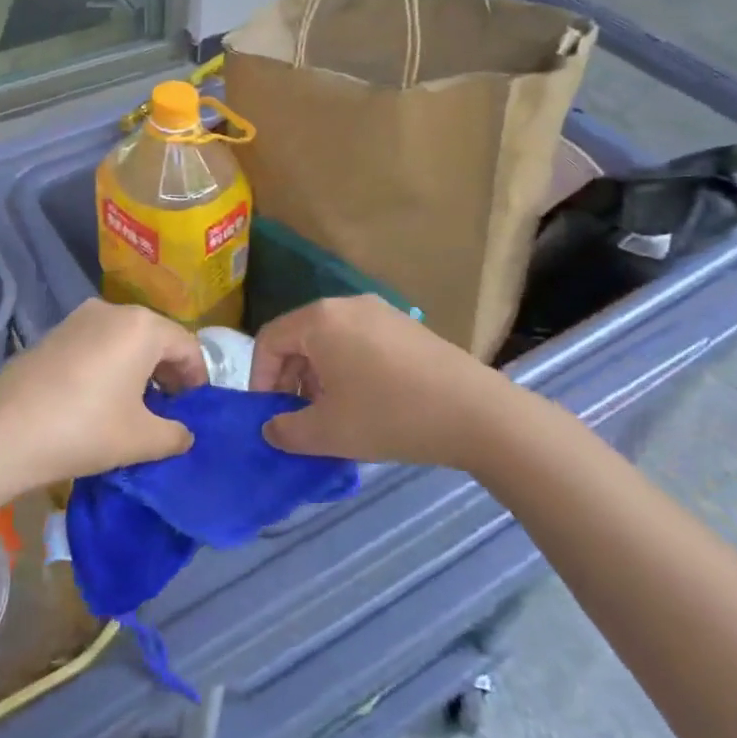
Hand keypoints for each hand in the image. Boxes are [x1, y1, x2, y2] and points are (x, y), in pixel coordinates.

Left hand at [0, 300, 206, 489]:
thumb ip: (175, 434)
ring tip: (137, 405)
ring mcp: (79, 319)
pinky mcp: (54, 333)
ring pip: (125, 339)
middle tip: (171, 409)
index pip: (187, 346)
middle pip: (156, 337)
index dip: (198, 379)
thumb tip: (185, 434)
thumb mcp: (141, 439)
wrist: (3, 431)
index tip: (196, 409)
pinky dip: (111, 364)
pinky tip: (102, 397)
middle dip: (169, 371)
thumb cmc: (85, 429)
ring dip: (139, 368)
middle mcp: (113, 311)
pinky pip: (97, 343)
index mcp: (142, 327)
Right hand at [250, 295, 511, 466]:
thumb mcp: (328, 432)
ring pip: (331, 340)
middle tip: (298, 416)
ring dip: (318, 376)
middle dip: (290, 378)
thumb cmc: (389, 416)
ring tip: (332, 414)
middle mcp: (347, 305)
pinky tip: (366, 402)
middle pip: (300, 337)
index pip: (269, 340)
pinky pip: (360, 342)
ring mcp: (381, 312)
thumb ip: (287, 431)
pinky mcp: (407, 327)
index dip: (260, 378)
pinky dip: (347, 368)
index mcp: (320, 320)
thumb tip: (271, 428)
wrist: (477, 413)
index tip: (268, 414)